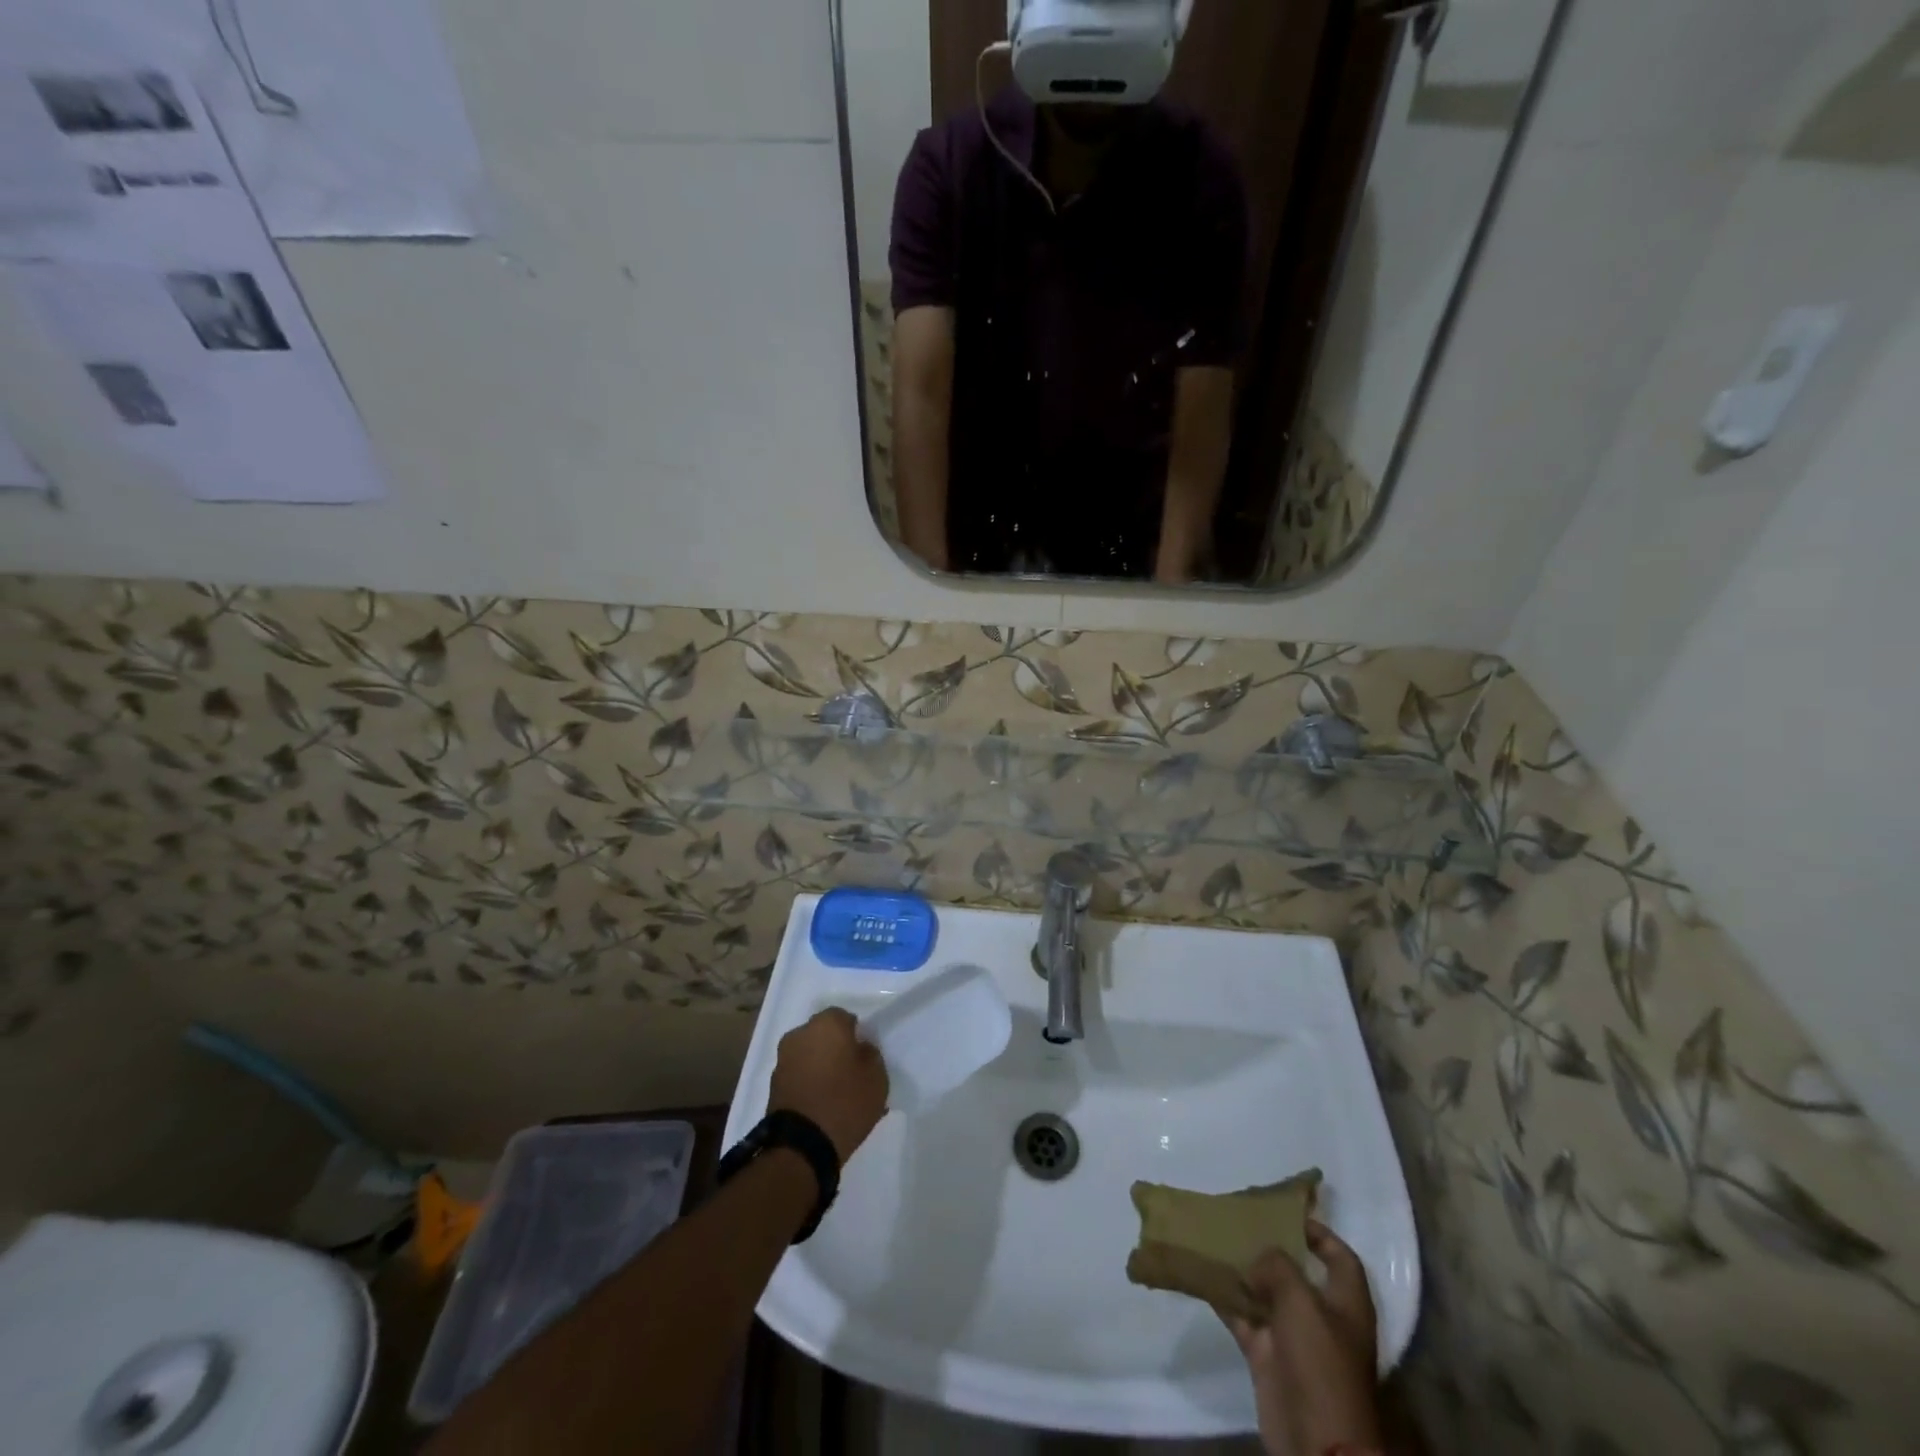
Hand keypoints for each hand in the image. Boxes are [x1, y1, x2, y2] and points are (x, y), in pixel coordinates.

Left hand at [768, 1008, 889, 1164]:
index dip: (856, 1036)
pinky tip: (821, 1105)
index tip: (864, 1057)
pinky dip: (808, 1083)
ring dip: (820, 1066)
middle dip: (835, 1049)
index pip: (845, 1018)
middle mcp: (800, 1034)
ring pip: (809, 1055)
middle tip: (850, 1073)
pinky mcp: (773, 1085)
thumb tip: (860, 1048)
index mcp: (827, 1023)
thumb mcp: (877, 1077)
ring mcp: (783, 1059)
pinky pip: (798, 1075)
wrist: (801, 1146)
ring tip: (835, 1094)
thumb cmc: (845, 1103)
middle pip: (823, 1035)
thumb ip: (870, 1054)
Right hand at [1226, 1221, 1381, 1455]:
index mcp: (1346, 1302)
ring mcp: (1294, 1338)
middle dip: (1269, 1247)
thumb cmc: (1320, 1362)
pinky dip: (1226, 1298)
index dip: (1318, 1232)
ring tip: (1214, 1239)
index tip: (1285, 1211)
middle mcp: (1322, 1316)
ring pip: (1265, 1292)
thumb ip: (1277, 1265)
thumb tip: (1258, 1259)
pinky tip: (1203, 1274)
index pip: (1340, 1256)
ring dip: (1242, 1271)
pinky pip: (1244, 1317)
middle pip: (1296, 1271)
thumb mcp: (1301, 1300)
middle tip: (1239, 1219)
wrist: (1315, 1439)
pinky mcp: (1268, 1356)